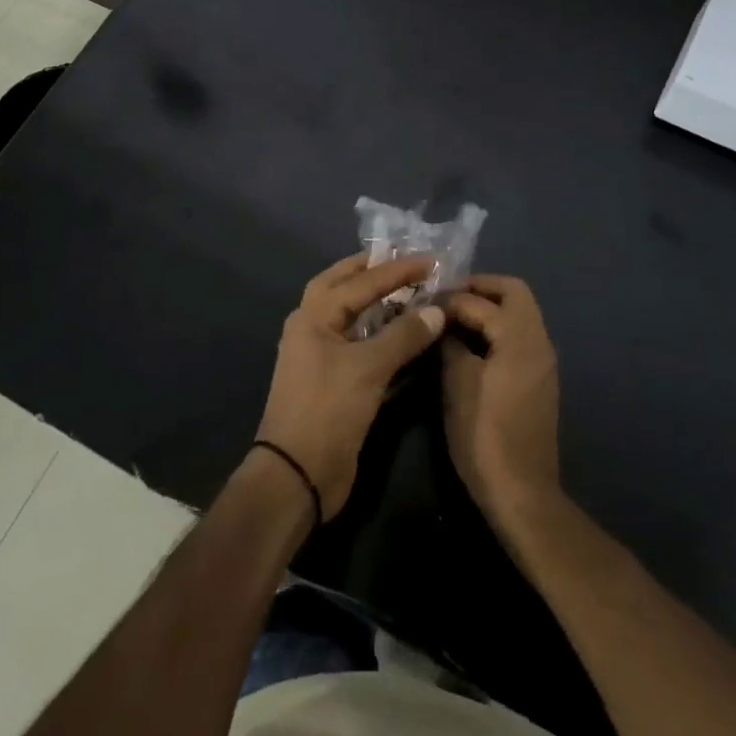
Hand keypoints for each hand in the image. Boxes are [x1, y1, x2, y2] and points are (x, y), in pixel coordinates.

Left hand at [255, 253, 445, 519]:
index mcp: (313, 317)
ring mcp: (322, 356)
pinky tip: (406, 336)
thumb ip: (404, 335)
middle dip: (374, 272)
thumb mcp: (368, 368)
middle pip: (344, 288)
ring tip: (411, 292)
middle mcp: (313, 329)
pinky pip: (362, 347)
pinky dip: (383, 336)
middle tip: (406, 262)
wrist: (298, 476)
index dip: (397, 270)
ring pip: (354, 318)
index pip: (360, 282)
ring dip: (380, 304)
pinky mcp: (335, 382)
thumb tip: (437, 309)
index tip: (430, 259)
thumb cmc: (328, 410)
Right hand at [443, 275, 561, 522]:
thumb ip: (450, 343)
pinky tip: (471, 345)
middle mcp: (539, 341)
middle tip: (447, 298)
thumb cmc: (484, 435)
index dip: (451, 298)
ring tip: (453, 319)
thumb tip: (442, 320)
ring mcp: (543, 361)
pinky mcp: (539, 379)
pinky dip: (498, 328)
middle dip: (480, 288)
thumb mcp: (457, 384)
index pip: (482, 300)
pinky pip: (520, 335)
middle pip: (514, 292)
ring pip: (520, 313)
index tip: (424, 303)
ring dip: (490, 307)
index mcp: (519, 338)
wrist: (522, 492)